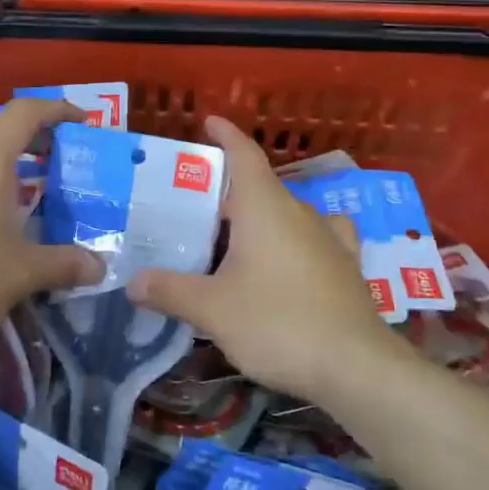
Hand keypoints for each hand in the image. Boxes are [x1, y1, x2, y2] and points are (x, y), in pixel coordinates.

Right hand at [128, 116, 403, 406]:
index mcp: (264, 207)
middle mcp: (299, 211)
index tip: (208, 123)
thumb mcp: (212, 309)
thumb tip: (133, 282)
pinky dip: (296, 238)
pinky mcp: (346, 265)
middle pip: (260, 186)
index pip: (243, 155)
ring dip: (261, 215)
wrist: (355, 366)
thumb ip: (170, 291)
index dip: (225, 135)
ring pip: (287, 212)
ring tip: (234, 236)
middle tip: (194, 207)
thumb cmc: (277, 323)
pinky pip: (316, 236)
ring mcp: (328, 237)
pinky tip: (290, 256)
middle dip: (228, 190)